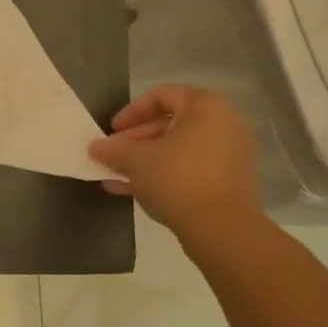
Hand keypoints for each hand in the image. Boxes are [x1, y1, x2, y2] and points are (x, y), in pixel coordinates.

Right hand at [89, 86, 266, 247]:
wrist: (224, 231)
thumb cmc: (178, 179)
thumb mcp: (136, 160)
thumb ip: (113, 149)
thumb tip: (95, 147)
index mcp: (205, 106)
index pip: (161, 96)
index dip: (131, 112)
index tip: (112, 131)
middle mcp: (224, 123)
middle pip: (171, 123)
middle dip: (136, 140)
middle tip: (114, 156)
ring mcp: (231, 153)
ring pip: (179, 149)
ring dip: (148, 160)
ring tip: (118, 176)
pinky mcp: (232, 181)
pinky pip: (192, 168)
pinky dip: (167, 174)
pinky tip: (137, 191)